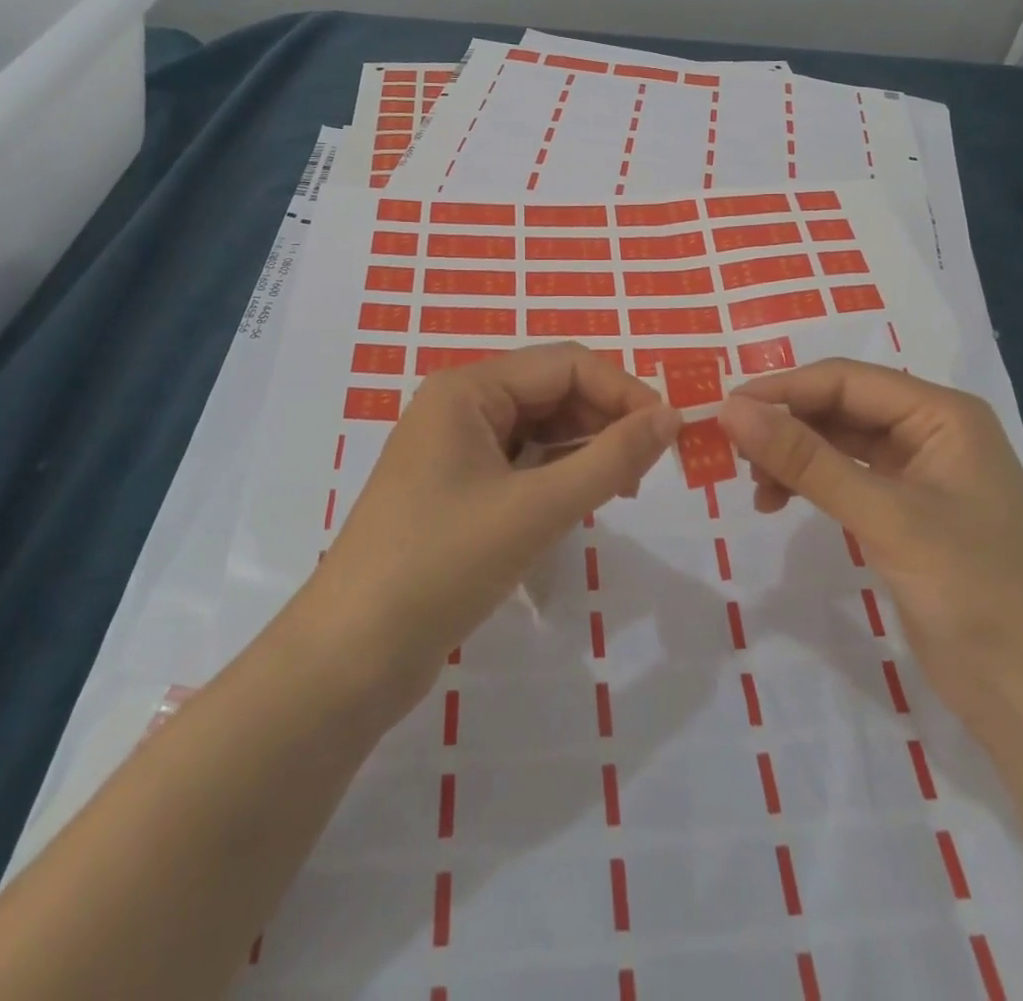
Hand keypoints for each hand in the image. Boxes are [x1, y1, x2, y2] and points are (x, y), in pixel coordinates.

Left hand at [306, 343, 680, 718]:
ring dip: (584, 449)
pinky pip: (520, 463)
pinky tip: (580, 503)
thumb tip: (672, 416)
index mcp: (467, 388)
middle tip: (646, 471)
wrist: (350, 657)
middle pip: (552, 391)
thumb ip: (610, 458)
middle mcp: (459, 405)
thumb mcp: (536, 509)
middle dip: (605, 420)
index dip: (623, 390)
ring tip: (621, 490)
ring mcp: (454, 449)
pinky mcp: (456, 489)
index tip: (670, 434)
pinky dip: (557, 476)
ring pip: (539, 428)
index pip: (566, 363)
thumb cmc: (442, 565)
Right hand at [718, 359, 1022, 730]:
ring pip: (837, 443)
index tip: (724, 411)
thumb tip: (731, 409)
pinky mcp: (905, 515)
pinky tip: (779, 503)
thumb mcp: (885, 516)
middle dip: (784, 423)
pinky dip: (809, 484)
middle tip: (730, 450)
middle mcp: (930, 433)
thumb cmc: (975, 591)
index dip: (782, 389)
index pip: (845, 380)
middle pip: (840, 407)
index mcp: (941, 414)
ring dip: (792, 455)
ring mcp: (918, 476)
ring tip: (755, 486)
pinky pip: (845, 479)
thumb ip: (806, 459)